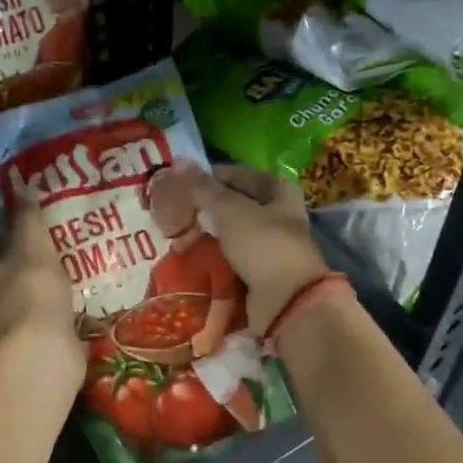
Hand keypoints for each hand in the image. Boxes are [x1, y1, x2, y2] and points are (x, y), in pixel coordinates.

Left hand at [0, 206, 85, 384]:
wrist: (40, 358)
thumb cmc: (31, 292)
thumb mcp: (32, 246)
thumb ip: (26, 216)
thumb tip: (18, 183)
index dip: (3, 233)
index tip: (29, 225)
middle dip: (19, 264)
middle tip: (51, 249)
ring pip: (15, 299)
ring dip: (34, 291)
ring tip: (65, 276)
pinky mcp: (17, 350)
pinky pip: (33, 324)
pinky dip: (46, 316)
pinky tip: (68, 307)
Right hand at [154, 163, 328, 334]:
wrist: (286, 301)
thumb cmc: (263, 244)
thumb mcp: (230, 209)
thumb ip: (203, 188)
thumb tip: (177, 162)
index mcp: (280, 192)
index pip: (240, 175)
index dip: (212, 176)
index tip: (182, 183)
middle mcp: (280, 216)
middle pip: (238, 204)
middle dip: (208, 207)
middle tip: (177, 208)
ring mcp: (272, 246)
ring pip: (233, 233)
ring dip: (210, 233)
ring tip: (179, 232)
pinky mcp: (262, 273)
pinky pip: (232, 258)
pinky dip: (215, 257)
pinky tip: (193, 255)